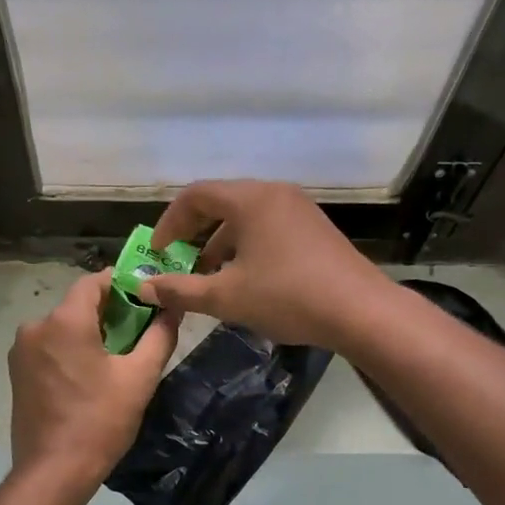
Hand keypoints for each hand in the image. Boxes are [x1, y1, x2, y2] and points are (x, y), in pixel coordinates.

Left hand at [9, 270, 178, 496]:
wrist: (53, 471)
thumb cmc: (100, 421)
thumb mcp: (139, 378)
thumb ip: (159, 336)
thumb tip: (173, 308)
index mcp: (64, 321)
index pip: (94, 282)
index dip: (122, 283)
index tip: (146, 296)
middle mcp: (36, 327)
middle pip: (77, 305)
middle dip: (109, 312)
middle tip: (140, 329)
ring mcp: (21, 351)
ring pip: (62, 328)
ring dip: (89, 333)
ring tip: (118, 356)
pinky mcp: (17, 373)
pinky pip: (49, 348)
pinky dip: (71, 350)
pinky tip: (90, 375)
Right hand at [139, 180, 387, 348]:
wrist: (360, 311)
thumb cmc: (287, 297)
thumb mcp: (226, 297)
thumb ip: (181, 290)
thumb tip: (144, 288)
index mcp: (250, 199)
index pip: (195, 195)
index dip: (170, 223)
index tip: (158, 253)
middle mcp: (274, 194)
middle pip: (221, 203)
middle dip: (194, 234)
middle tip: (179, 263)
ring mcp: (298, 209)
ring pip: (245, 217)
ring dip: (220, 243)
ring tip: (208, 278)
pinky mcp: (314, 229)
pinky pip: (267, 227)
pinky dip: (246, 247)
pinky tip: (244, 280)